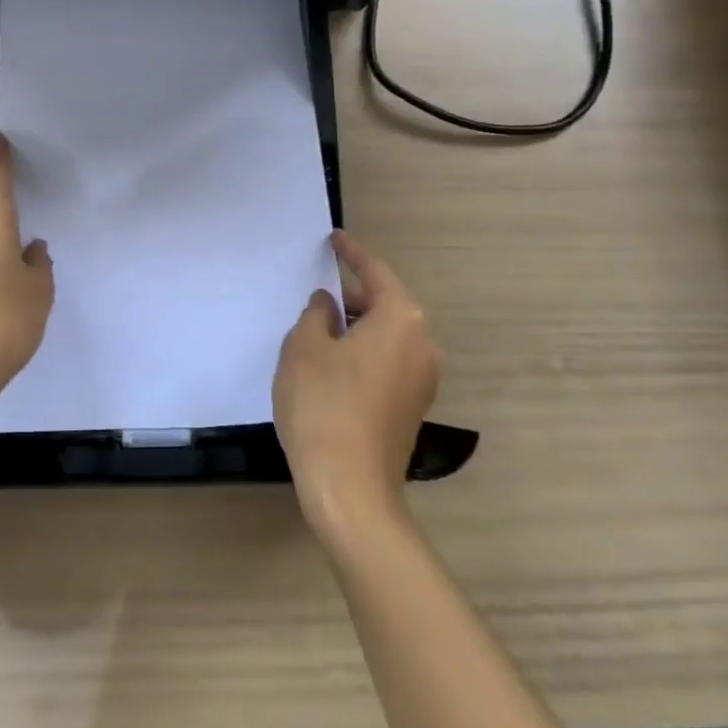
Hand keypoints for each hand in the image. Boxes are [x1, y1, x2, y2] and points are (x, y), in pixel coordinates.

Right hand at [274, 230, 439, 537]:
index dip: (351, 253)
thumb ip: (316, 314)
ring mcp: (423, 378)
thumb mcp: (304, 348)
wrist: (350, 488)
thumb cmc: (323, 405)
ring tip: (318, 330)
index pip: (375, 272)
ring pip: (386, 335)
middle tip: (317, 293)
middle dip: (351, 296)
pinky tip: (332, 364)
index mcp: (401, 318)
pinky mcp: (414, 406)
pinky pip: (388, 361)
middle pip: (384, 304)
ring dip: (356, 327)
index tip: (335, 239)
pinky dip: (363, 352)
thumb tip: (329, 306)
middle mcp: (423, 343)